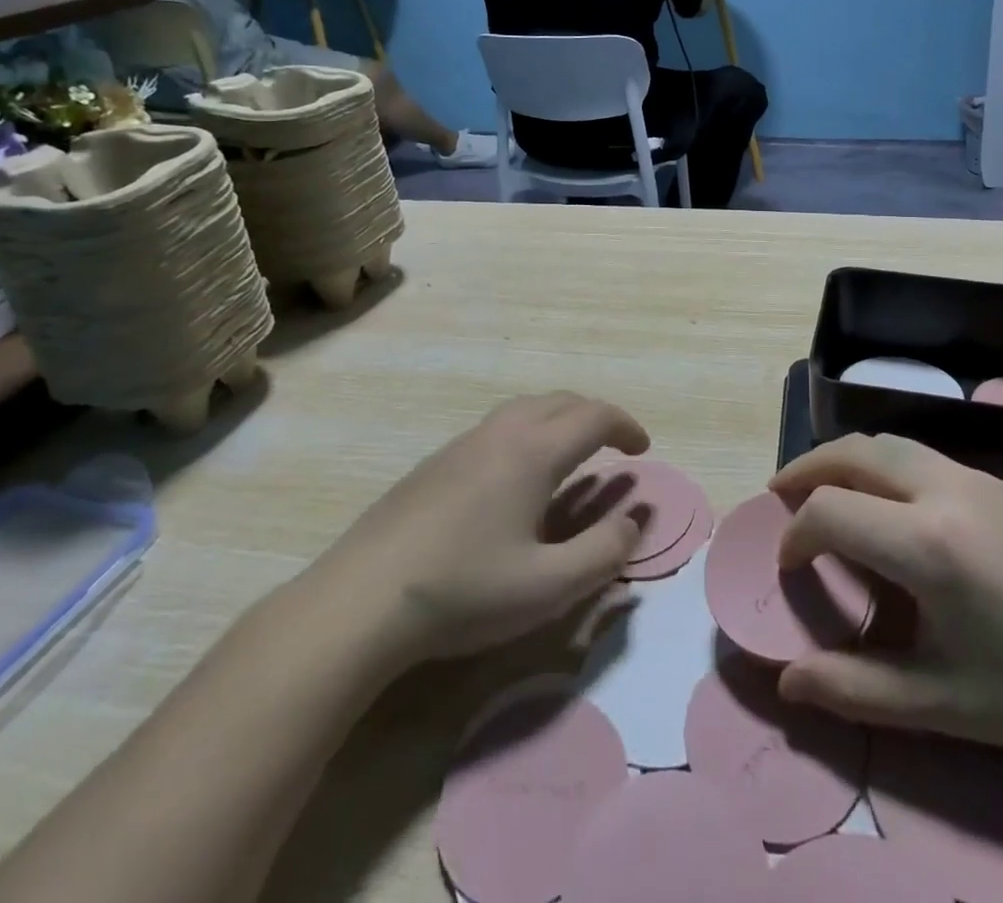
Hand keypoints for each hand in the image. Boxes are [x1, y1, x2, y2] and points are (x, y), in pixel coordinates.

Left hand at [309, 393, 649, 666]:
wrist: (359, 601)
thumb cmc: (464, 592)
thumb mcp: (549, 587)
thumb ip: (604, 552)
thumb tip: (634, 520)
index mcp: (533, 451)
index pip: (595, 416)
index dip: (626, 427)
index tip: (642, 450)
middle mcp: (501, 433)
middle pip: (561, 400)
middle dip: (595, 416)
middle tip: (612, 447)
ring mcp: (462, 443)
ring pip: (525, 409)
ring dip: (559, 420)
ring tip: (569, 455)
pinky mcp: (434, 462)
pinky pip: (497, 427)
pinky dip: (526, 433)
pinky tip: (514, 478)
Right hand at [771, 434, 1002, 769]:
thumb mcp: (940, 704)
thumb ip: (854, 690)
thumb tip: (786, 684)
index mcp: (925, 542)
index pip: (829, 511)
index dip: (795, 536)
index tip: (788, 567)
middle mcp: (944, 489)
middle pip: (853, 452)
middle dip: (806, 469)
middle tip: (781, 497)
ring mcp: (976, 478)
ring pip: (889, 443)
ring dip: (845, 460)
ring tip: (826, 492)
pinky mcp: (1001, 483)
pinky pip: (923, 456)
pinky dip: (884, 466)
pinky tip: (892, 507)